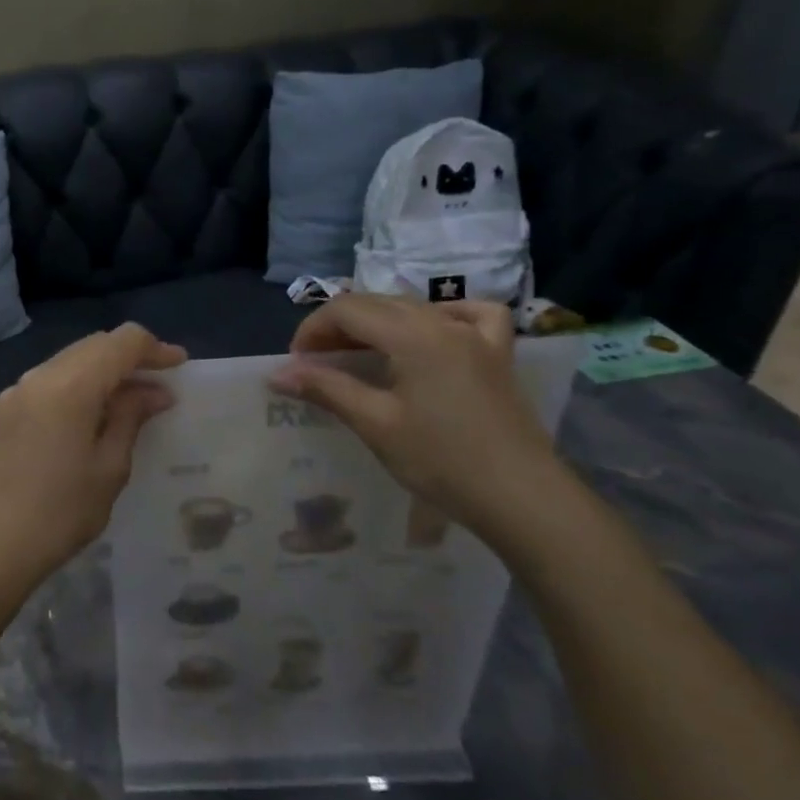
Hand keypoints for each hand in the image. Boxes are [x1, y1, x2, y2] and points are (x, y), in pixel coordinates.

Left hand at [0, 324, 186, 604]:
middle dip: (126, 358)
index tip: (178, 365)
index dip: (154, 348)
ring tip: (121, 405)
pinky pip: (39, 386)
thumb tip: (154, 391)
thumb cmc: (61, 513)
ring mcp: (10, 394)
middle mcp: (36, 378)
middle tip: (155, 386)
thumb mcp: (109, 468)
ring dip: (96, 374)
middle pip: (90, 347)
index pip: (120, 342)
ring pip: (63, 364)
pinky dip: (68, 390)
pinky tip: (78, 423)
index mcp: (69, 386)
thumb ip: (131, 417)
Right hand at [270, 295, 561, 537]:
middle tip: (316, 363)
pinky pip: (469, 314)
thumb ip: (325, 389)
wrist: (522, 497)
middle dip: (338, 326)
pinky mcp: (498, 354)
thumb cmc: (442, 461)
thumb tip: (277, 374)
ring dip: (376, 322)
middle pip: (377, 302)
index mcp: (412, 335)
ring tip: (357, 354)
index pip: (347, 310)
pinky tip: (431, 332)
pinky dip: (441, 315)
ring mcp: (476, 335)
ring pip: (413, 307)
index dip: (312, 329)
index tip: (296, 363)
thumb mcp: (375, 424)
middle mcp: (443, 322)